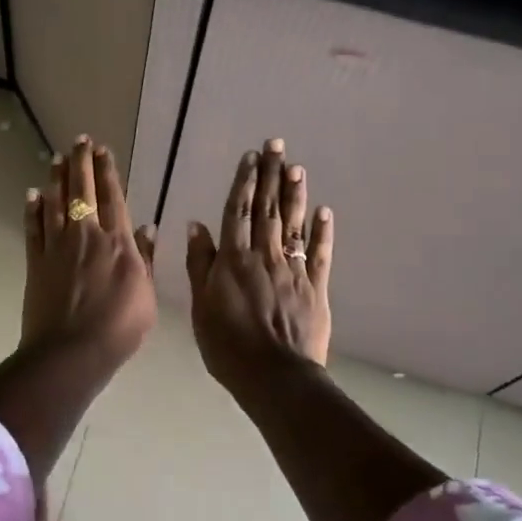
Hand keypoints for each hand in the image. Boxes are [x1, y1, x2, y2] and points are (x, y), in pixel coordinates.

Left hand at [20, 135, 157, 379]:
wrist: (71, 352)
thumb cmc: (119, 328)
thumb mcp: (146, 295)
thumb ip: (146, 259)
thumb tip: (148, 227)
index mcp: (117, 242)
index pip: (112, 197)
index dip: (108, 171)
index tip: (104, 150)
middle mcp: (86, 236)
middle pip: (82, 191)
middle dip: (81, 163)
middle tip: (79, 141)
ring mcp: (57, 247)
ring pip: (56, 203)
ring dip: (56, 178)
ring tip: (56, 158)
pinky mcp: (35, 262)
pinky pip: (33, 229)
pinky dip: (33, 210)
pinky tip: (32, 195)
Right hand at [186, 138, 333, 394]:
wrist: (273, 375)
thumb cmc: (227, 345)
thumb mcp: (200, 305)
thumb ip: (199, 263)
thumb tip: (197, 225)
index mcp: (233, 259)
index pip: (238, 211)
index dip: (244, 182)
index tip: (251, 157)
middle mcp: (264, 256)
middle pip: (268, 209)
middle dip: (272, 175)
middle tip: (278, 145)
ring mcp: (292, 270)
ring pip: (293, 224)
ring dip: (295, 194)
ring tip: (297, 167)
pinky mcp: (316, 287)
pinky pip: (319, 254)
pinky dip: (321, 232)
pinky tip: (324, 212)